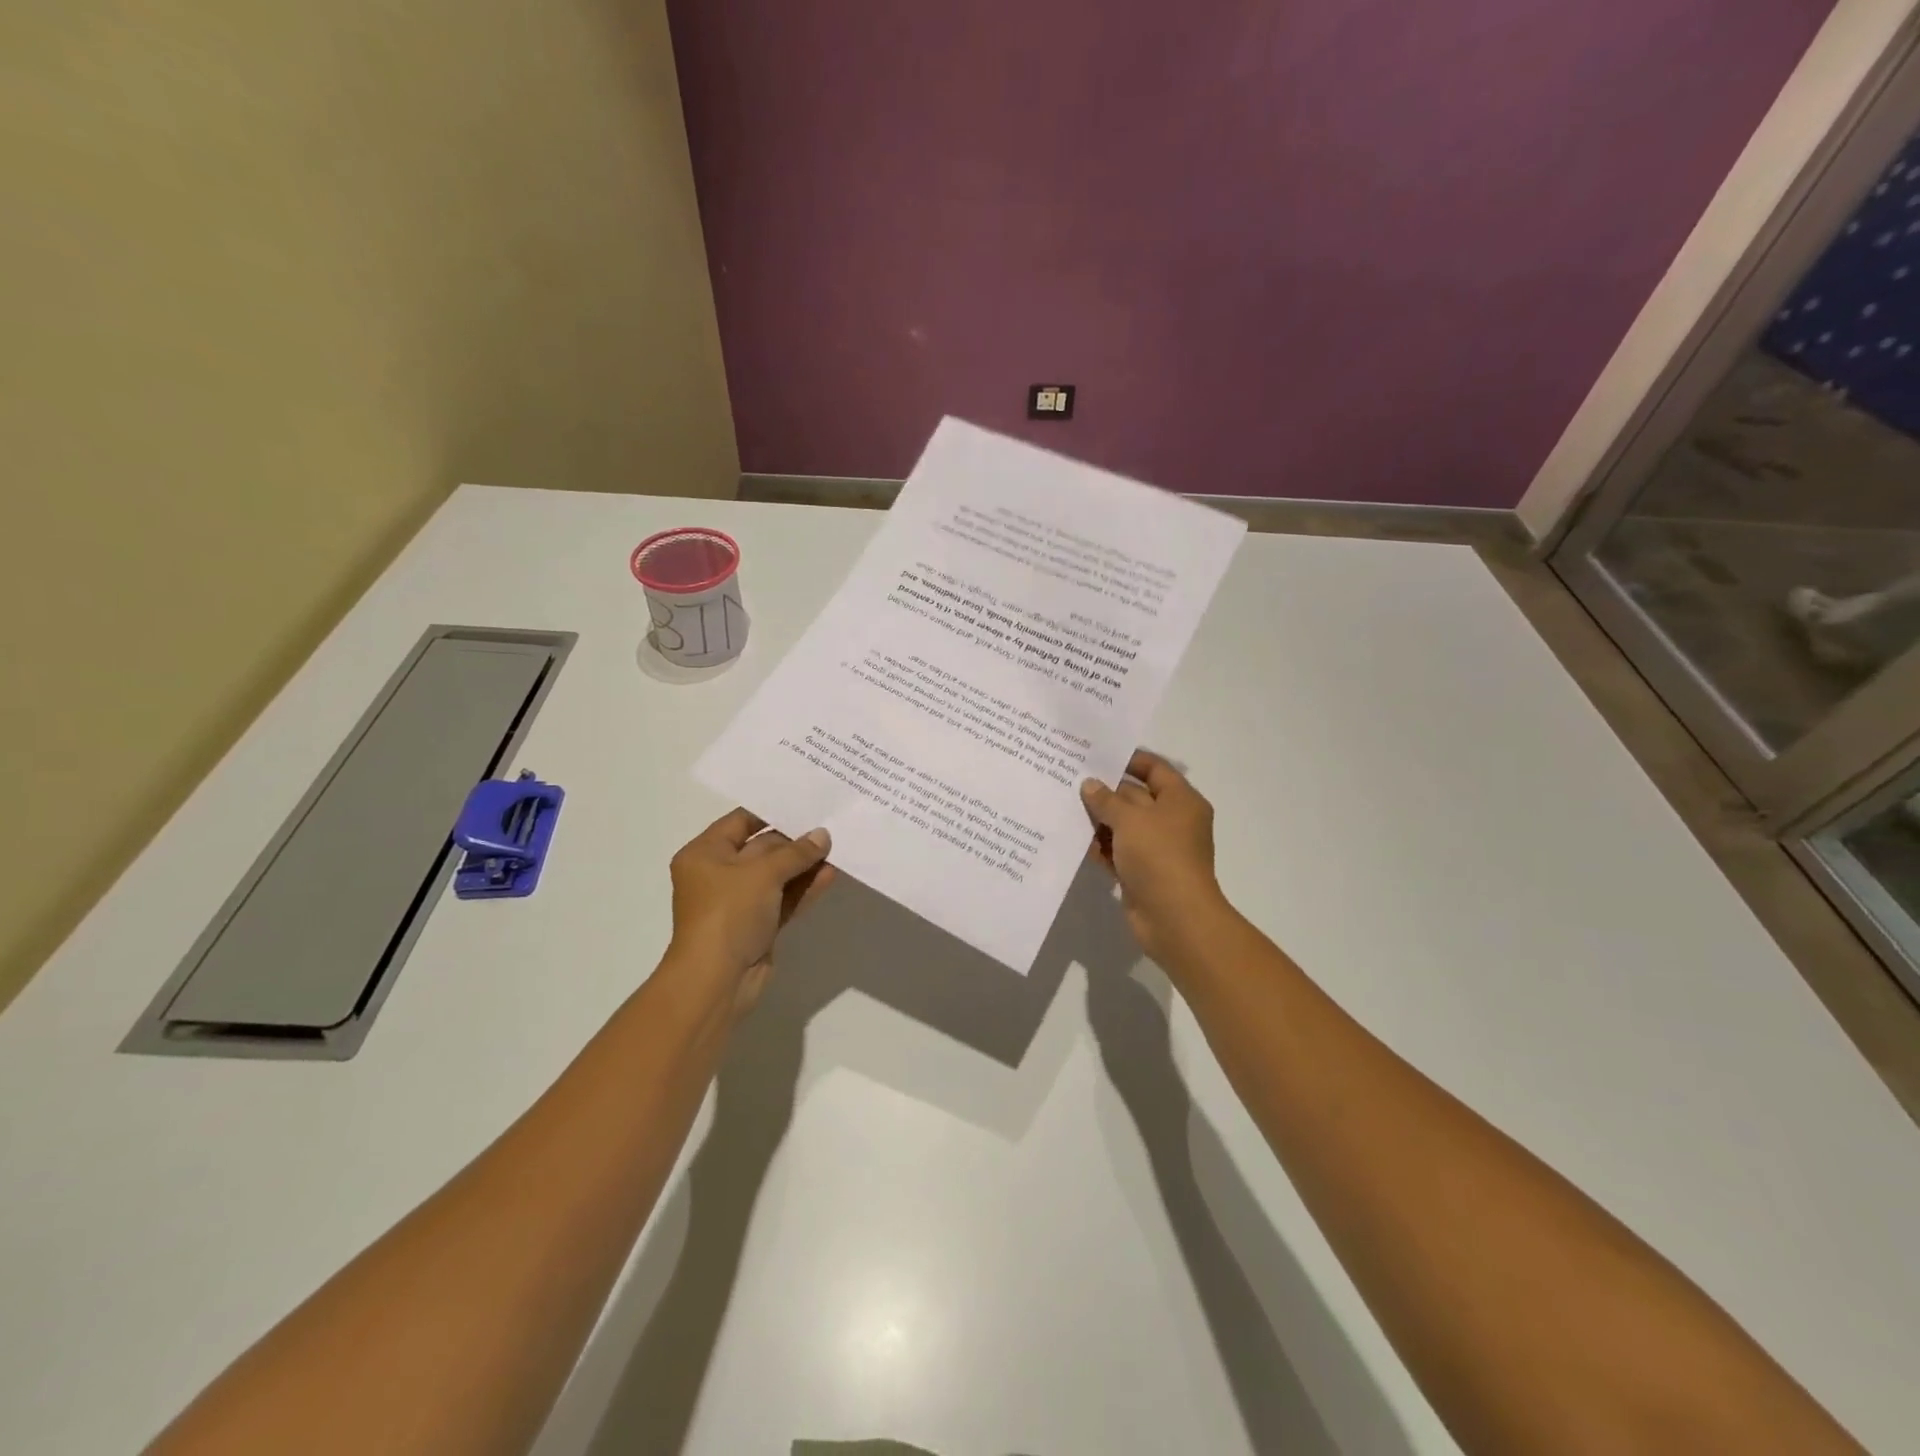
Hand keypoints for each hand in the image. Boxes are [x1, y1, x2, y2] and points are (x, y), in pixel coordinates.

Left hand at [667, 809, 836, 1017]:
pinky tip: (831, 875)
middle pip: (762, 848)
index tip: (807, 801)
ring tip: (838, 849)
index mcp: (705, 854)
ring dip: (805, 865)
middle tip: (831, 825)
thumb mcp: (763, 874)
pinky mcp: (758, 925)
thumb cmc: (728, 913)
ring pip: (777, 875)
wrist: (716, 980)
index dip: (773, 811)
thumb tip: (822, 835)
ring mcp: (739, 902)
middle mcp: (719, 874)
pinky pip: (784, 898)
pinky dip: (804, 888)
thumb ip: (796, 852)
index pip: (741, 821)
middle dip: (796, 840)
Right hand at [1081, 750, 1232, 966]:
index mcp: (1181, 800)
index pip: (1155, 768)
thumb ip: (1107, 800)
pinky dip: (1100, 846)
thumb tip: (1090, 785)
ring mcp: (1156, 848)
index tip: (1096, 755)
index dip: (1128, 760)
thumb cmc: (1159, 857)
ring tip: (1063, 806)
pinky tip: (1073, 839)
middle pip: (1135, 796)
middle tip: (1069, 779)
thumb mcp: (1130, 820)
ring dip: (1098, 820)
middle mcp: (1171, 821)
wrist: (1174, 918)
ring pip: (1123, 825)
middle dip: (1105, 791)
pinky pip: (1117, 851)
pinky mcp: (1142, 872)